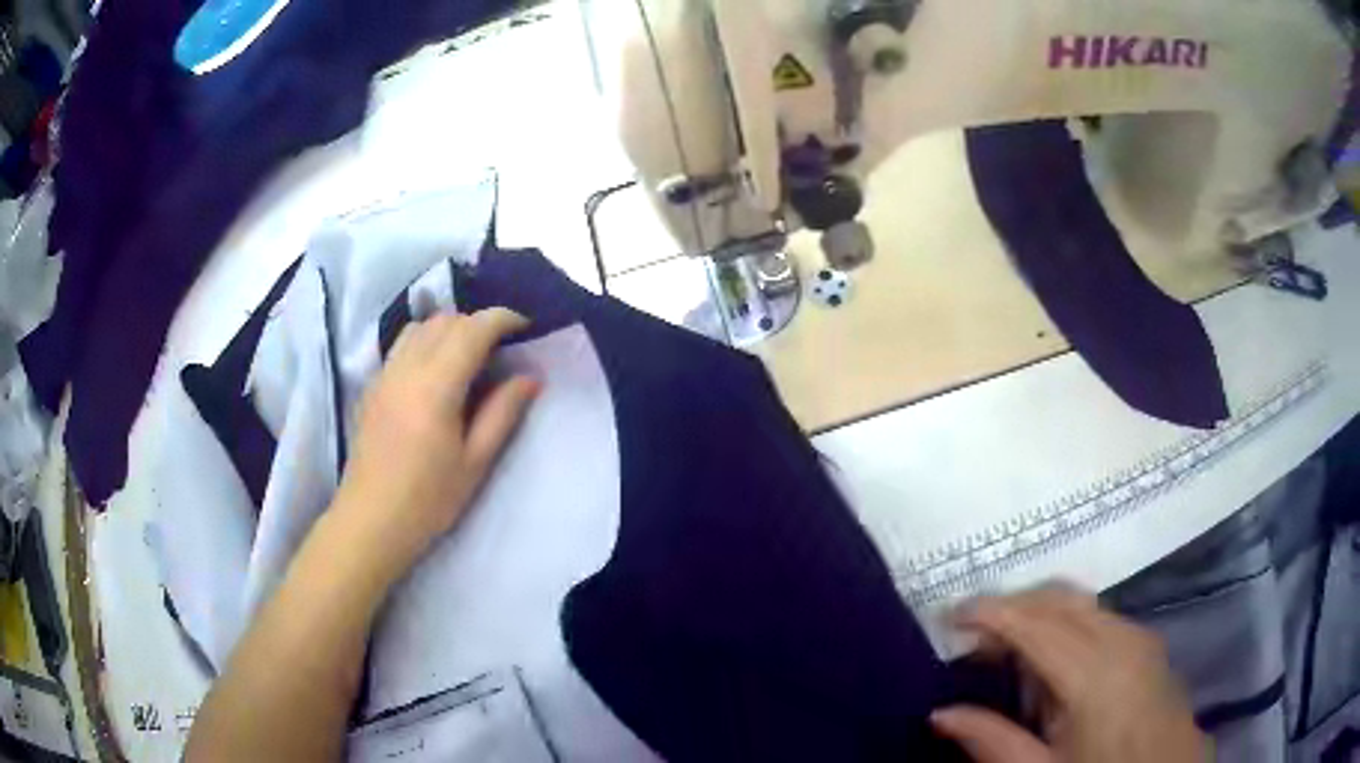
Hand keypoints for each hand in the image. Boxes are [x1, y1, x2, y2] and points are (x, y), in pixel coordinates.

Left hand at [331, 308, 539, 578]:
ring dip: (449, 327)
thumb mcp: (475, 462)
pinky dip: (425, 340)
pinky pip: (401, 344)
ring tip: (468, 354)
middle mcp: (407, 368)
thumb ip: (502, 413)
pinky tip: (435, 371)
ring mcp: (384, 374)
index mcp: (436, 386)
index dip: (502, 320)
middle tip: (501, 348)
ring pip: (419, 327)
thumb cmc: (428, 499)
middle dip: (477, 323)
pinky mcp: (372, 386)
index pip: (472, 330)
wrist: (371, 521)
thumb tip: (529, 377)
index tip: (525, 327)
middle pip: (445, 321)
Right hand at [931, 585, 1209, 762]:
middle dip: (1009, 607)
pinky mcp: (1146, 641)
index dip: (987, 612)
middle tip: (969, 638)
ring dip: (1036, 612)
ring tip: (1003, 645)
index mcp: (1093, 674)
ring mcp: (1138, 635)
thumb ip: (991, 742)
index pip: (1033, 623)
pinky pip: (1097, 614)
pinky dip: (1063, 621)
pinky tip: (1049, 656)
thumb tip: (940, 714)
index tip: (946, 617)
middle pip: (1056, 599)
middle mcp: (1119, 638)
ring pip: (1078, 601)